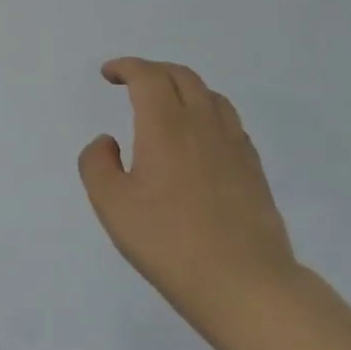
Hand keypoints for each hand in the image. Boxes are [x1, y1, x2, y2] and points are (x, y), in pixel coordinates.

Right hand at [79, 58, 301, 344]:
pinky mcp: (253, 169)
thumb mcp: (111, 204)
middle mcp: (203, 125)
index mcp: (166, 126)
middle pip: (182, 77)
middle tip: (131, 81)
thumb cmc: (167, 241)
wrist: (243, 282)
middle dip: (153, 71)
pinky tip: (197, 137)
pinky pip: (229, 121)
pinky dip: (206, 112)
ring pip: (210, 96)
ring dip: (183, 87)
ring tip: (165, 104)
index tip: (109, 74)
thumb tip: (108, 142)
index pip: (148, 77)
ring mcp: (234, 146)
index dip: (126, 67)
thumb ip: (97, 164)